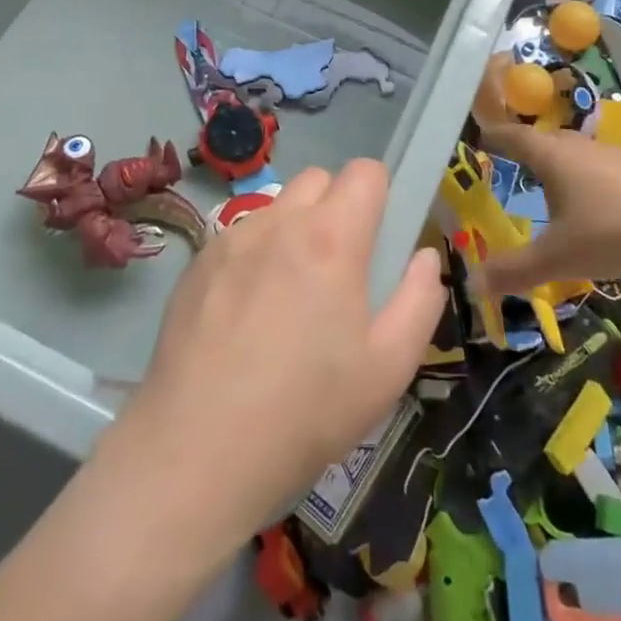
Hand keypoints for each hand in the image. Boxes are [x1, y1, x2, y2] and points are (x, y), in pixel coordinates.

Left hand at [115, 161, 446, 538]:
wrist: (197, 449)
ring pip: (277, 208)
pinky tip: (246, 316)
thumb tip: (423, 257)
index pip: (365, 171)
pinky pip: (240, 236)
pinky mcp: (197, 262)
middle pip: (318, 179)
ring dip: (294, 231)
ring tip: (289, 297)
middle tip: (339, 269)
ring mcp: (231, 238)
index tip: (380, 238)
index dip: (380, 195)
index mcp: (331, 237)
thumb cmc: (306, 410)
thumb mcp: (388, 368)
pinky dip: (255, 256)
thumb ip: (419, 300)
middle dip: (337, 207)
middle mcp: (279, 221)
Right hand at [478, 122, 620, 294]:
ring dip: (559, 164)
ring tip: (550, 185)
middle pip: (545, 140)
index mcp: (552, 157)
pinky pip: (600, 168)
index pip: (514, 137)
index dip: (495, 136)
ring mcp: (613, 157)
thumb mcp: (558, 258)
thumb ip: (515, 271)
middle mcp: (579, 148)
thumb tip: (473, 286)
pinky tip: (595, 203)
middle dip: (526, 149)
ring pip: (576, 153)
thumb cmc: (611, 231)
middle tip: (511, 161)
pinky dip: (587, 179)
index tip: (481, 136)